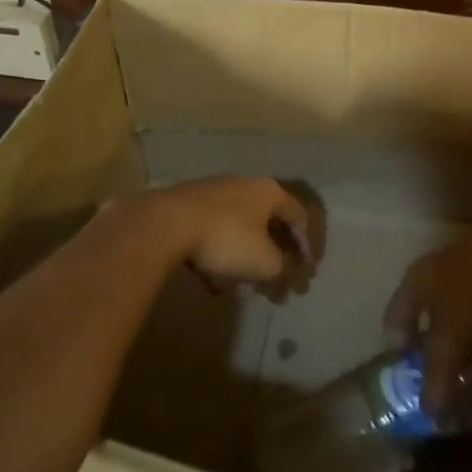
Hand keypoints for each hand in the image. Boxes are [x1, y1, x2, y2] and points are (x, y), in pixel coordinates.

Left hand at [144, 175, 312, 288]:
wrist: (166, 224)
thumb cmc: (227, 238)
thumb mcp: (265, 262)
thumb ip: (282, 270)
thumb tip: (284, 276)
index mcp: (269, 192)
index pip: (299, 216)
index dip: (306, 246)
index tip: (305, 272)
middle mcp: (244, 185)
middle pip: (268, 222)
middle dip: (274, 256)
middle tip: (276, 281)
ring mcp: (212, 193)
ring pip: (239, 229)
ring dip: (245, 257)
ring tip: (243, 285)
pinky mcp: (186, 205)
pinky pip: (212, 233)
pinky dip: (219, 255)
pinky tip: (212, 281)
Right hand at [385, 224, 471, 415]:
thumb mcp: (452, 345)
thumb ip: (437, 379)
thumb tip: (431, 413)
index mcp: (418, 276)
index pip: (395, 313)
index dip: (397, 341)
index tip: (403, 364)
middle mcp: (440, 262)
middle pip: (427, 303)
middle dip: (431, 333)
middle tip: (436, 359)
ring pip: (458, 298)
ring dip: (462, 324)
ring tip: (470, 350)